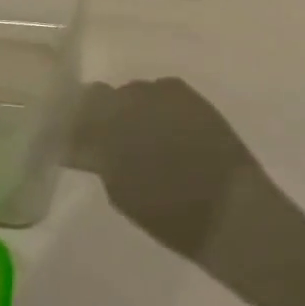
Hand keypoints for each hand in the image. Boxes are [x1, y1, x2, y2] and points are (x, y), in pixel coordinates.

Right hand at [68, 78, 279, 260]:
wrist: (232, 210)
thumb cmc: (170, 213)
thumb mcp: (121, 191)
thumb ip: (98, 158)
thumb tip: (80, 142)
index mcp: (112, 120)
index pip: (80, 107)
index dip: (74, 122)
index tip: (72, 138)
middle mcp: (137, 96)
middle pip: (107, 96)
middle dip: (103, 115)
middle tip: (107, 142)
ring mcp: (167, 92)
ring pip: (136, 94)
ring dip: (132, 111)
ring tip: (140, 139)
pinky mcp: (192, 96)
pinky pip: (163, 95)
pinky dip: (158, 110)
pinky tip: (165, 133)